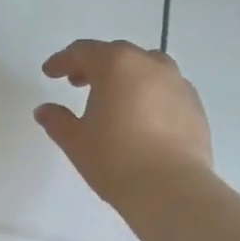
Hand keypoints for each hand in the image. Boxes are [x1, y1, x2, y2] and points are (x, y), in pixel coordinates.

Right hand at [36, 39, 214, 210]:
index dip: (62, 60)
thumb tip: (44, 110)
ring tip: (113, 98)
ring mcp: (178, 83)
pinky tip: (140, 117)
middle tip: (77, 82)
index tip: (49, 73)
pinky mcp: (195, 106)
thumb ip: (57, 120)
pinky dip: (148, 93)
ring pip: (147, 67)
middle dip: (94, 65)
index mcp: (117, 65)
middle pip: (117, 54)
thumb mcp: (76, 141)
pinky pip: (165, 89)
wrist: (171, 189)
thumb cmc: (115, 159)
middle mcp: (150, 65)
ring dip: (125, 76)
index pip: (84, 51)